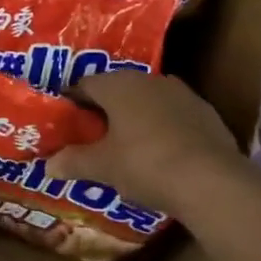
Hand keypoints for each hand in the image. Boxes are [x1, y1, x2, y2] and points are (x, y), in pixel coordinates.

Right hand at [48, 72, 245, 220]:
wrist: (212, 181)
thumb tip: (47, 166)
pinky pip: (174, 117)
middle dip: (105, 110)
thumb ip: (74, 162)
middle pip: (118, 90)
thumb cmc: (145, 164)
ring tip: (127, 146)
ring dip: (136, 118)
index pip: (85, 84)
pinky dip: (164, 129)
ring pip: (148, 101)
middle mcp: (148, 79)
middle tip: (94, 136)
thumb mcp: (103, 167)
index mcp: (118, 84)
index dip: (72, 103)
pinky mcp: (206, 114)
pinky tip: (162, 154)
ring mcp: (182, 94)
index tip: (66, 123)